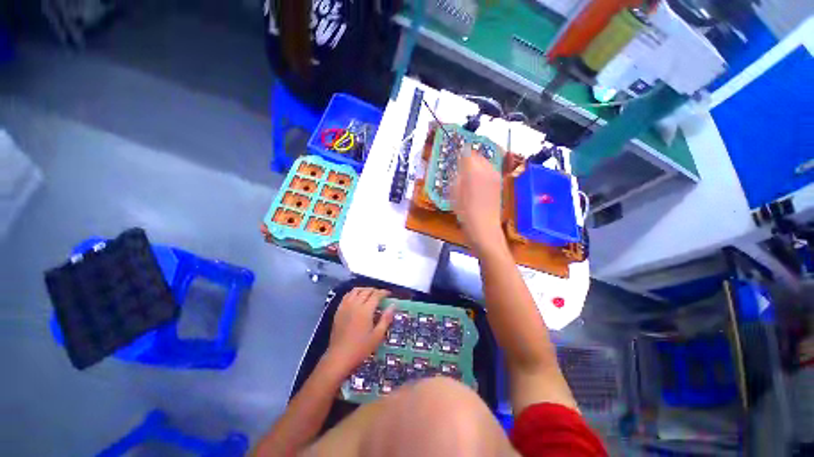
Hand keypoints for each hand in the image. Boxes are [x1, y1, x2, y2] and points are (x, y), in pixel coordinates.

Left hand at [325, 288, 394, 374]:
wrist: (339, 357)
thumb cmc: (360, 348)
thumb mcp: (377, 336)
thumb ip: (386, 319)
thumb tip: (393, 305)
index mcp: (365, 310)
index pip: (376, 295)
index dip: (384, 292)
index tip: (389, 294)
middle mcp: (355, 304)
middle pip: (366, 291)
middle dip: (375, 290)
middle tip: (381, 295)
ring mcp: (345, 306)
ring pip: (356, 290)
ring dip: (364, 289)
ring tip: (370, 294)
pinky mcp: (338, 310)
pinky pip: (347, 295)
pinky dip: (354, 293)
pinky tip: (357, 297)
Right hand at [451, 149, 503, 251]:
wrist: (484, 229)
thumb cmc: (465, 213)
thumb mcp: (454, 194)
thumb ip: (457, 176)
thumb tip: (458, 166)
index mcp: (474, 171)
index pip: (467, 153)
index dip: (460, 154)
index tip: (454, 158)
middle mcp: (487, 170)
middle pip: (477, 156)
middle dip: (468, 158)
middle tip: (459, 167)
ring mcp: (495, 177)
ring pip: (485, 163)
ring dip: (476, 165)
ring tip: (467, 175)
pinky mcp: (499, 185)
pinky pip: (490, 172)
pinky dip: (482, 172)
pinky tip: (476, 183)